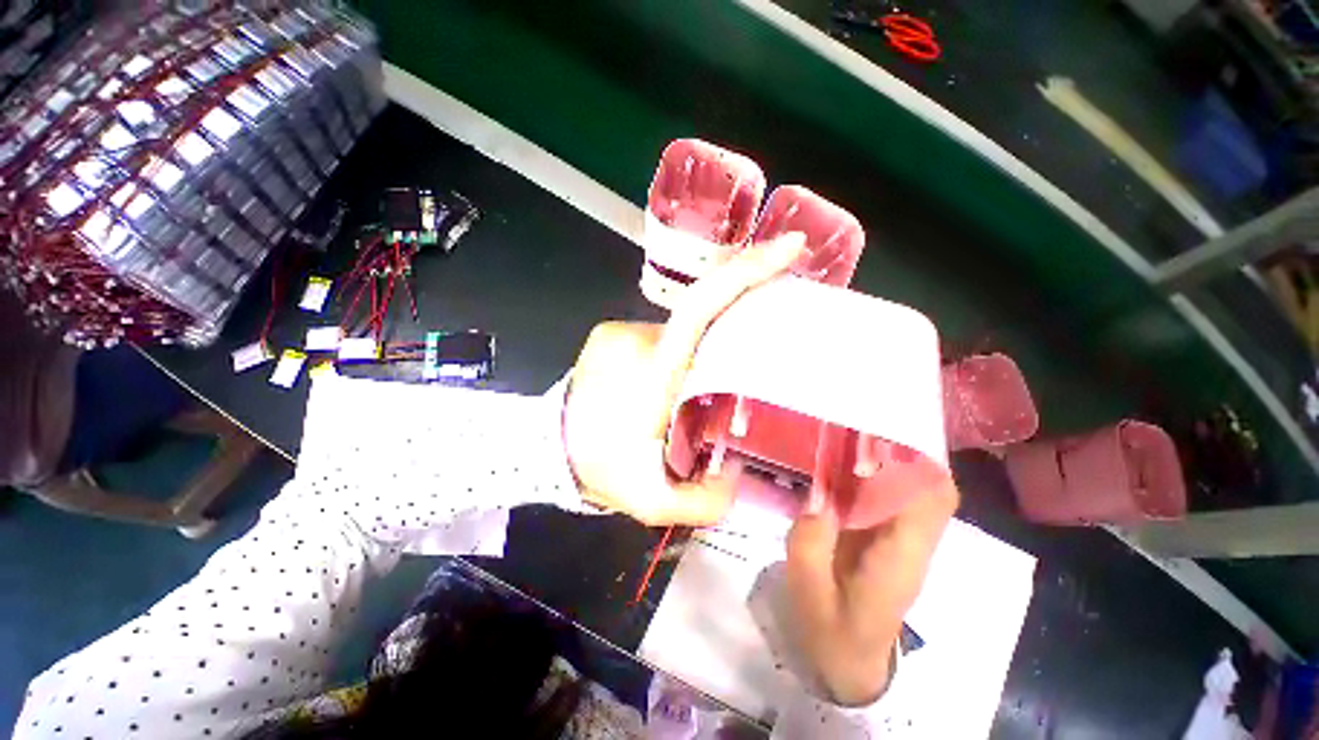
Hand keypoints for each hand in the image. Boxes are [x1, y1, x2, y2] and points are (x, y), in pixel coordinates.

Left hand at [563, 233, 806, 525]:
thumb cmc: (598, 470)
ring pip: (679, 333)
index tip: (788, 247)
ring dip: (695, 355)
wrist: (543, 450)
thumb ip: (704, 501)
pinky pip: (659, 336)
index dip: (745, 273)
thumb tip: (737, 474)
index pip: (701, 307)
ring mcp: (620, 331)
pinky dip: (674, 354)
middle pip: (701, 319)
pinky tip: (666, 385)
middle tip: (743, 368)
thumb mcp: (653, 502)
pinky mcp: (610, 332)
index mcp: (654, 372)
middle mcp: (637, 338)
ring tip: (690, 394)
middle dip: (731, 333)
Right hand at [785, 425, 958, 705]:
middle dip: (899, 449)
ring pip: (910, 488)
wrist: (851, 663)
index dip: (918, 459)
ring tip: (845, 434)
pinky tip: (838, 464)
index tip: (883, 428)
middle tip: (855, 422)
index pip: (934, 499)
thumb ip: (810, 540)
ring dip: (885, 459)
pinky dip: (871, 476)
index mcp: (899, 558)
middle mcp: (912, 543)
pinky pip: (889, 498)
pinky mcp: (888, 540)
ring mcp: (903, 541)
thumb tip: (815, 492)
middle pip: (928, 485)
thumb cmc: (831, 633)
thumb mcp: (809, 591)